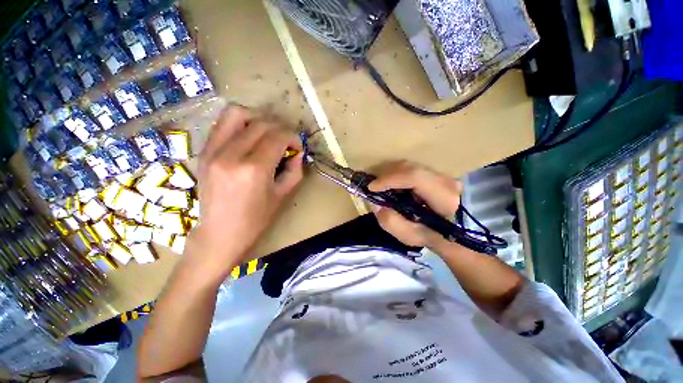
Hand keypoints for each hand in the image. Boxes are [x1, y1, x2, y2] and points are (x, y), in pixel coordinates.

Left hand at [185, 105, 303, 280]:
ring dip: (258, 119)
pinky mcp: (204, 151)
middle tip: (285, 143)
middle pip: (262, 123)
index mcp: (254, 169)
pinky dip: (240, 123)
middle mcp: (231, 154)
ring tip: (266, 134)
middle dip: (280, 129)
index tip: (297, 147)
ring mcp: (213, 150)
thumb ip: (295, 169)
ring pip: (237, 113)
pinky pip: (222, 123)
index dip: (293, 137)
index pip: (278, 136)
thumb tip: (297, 151)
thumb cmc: (255, 219)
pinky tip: (248, 137)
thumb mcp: (283, 194)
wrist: (219, 233)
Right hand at [368, 161, 461, 249]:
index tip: (372, 188)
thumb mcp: (409, 236)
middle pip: (410, 168)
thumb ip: (391, 222)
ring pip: (410, 166)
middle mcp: (446, 181)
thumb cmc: (431, 237)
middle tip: (374, 188)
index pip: (415, 177)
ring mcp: (442, 175)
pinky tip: (392, 186)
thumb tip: (376, 204)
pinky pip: (411, 169)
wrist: (453, 234)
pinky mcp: (435, 174)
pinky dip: (397, 176)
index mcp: (444, 198)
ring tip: (381, 188)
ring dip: (391, 175)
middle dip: (387, 176)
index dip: (390, 179)